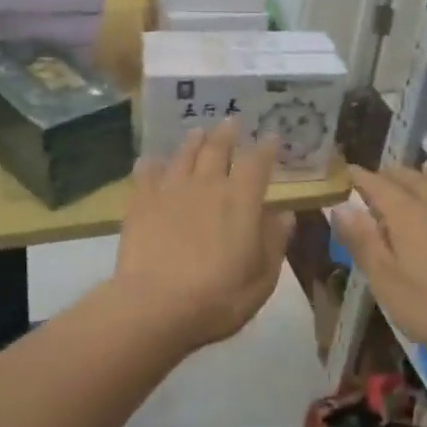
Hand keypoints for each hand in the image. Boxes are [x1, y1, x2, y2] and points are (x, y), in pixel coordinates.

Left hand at [111, 121, 292, 351]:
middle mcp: (207, 185)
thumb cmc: (219, 297)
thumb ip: (274, 242)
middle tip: (231, 120)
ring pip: (183, 155)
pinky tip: (150, 160)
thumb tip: (285, 214)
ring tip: (198, 131)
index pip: (257, 163)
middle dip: (227, 133)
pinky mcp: (141, 203)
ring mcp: (171, 191)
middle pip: (217, 148)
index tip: (272, 136)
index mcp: (241, 200)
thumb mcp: (262, 277)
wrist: (156, 306)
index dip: (266, 148)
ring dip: (193, 141)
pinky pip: (146, 174)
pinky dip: (150, 164)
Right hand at [333, 163, 426, 372]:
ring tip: (418, 170)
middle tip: (377, 176)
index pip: (377, 185)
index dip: (359, 178)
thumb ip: (363, 242)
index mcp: (407, 215)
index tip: (346, 172)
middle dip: (390, 174)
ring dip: (424, 175)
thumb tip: (340, 206)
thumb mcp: (388, 281)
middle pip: (411, 178)